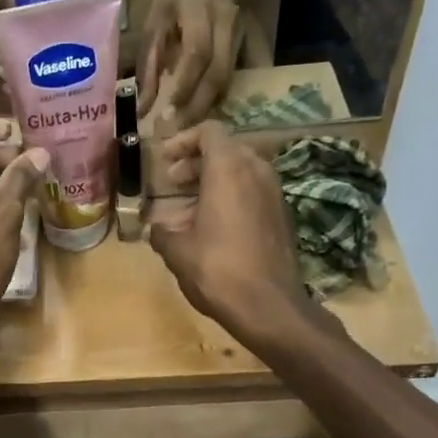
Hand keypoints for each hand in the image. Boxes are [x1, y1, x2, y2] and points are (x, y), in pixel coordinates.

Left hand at [140, 0, 239, 130]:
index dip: (184, 86)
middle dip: (197, 107)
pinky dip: (223, 101)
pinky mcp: (249, 45)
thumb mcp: (156, 19)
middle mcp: (226, 25)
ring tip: (188, 131)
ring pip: (230, 80)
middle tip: (176, 132)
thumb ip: (150, 62)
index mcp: (200, 12)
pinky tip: (207, 118)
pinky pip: (237, 79)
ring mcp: (242, 35)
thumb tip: (142, 106)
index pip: (197, 54)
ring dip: (209, 108)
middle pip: (218, 74)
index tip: (167, 114)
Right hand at [148, 121, 308, 339]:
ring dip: (212, 182)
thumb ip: (162, 232)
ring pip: (240, 171)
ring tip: (187, 209)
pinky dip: (230, 198)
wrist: (269, 306)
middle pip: (226, 149)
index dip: (184, 140)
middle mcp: (256, 171)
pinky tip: (211, 227)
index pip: (209, 131)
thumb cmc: (218, 270)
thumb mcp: (177, 251)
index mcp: (228, 169)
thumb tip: (156, 228)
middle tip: (172, 182)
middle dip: (196, 162)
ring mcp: (274, 193)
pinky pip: (252, 192)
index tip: (165, 160)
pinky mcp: (282, 215)